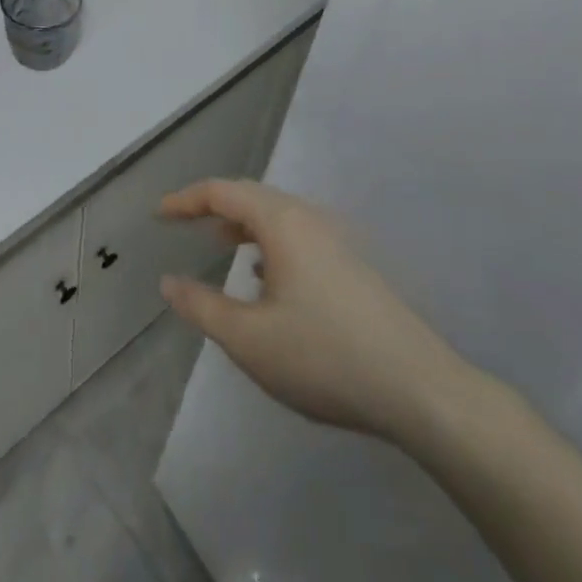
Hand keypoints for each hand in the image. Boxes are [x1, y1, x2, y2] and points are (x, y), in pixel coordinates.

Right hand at [158, 178, 479, 447]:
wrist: (422, 390)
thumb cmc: (325, 356)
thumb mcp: (249, 339)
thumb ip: (202, 307)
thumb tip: (168, 282)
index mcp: (281, 222)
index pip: (222, 191)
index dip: (185, 199)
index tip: (159, 214)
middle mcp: (309, 219)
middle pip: (251, 196)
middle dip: (214, 206)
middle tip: (184, 223)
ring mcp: (337, 242)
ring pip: (278, 217)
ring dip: (244, 225)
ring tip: (221, 244)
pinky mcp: (354, 267)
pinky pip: (298, 237)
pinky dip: (270, 243)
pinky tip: (268, 280)